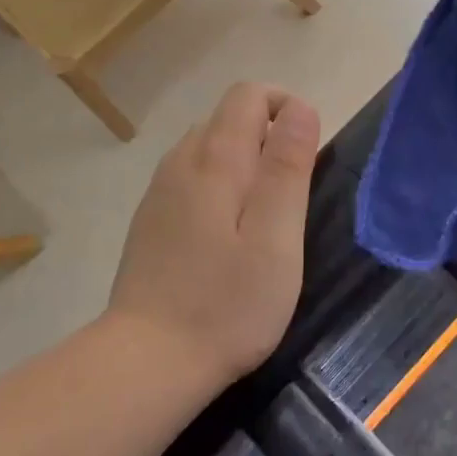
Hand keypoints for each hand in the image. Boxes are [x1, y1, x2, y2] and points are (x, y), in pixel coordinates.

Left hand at [108, 83, 320, 382]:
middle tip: (292, 197)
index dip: (286, 108)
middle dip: (267, 137)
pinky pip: (189, 179)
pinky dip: (217, 187)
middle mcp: (180, 162)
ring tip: (264, 218)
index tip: (307, 156)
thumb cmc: (227, 303)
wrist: (149, 360)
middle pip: (227, 118)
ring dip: (243, 163)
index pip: (249, 95)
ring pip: (207, 149)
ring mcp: (159, 192)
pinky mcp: (149, 221)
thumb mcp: (276, 236)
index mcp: (215, 159)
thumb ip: (288, 167)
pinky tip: (226, 238)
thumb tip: (300, 107)